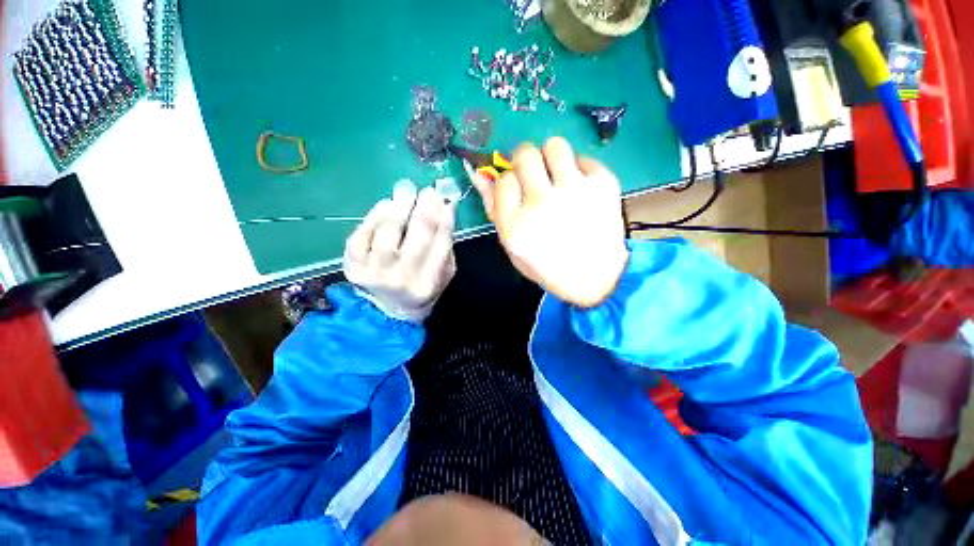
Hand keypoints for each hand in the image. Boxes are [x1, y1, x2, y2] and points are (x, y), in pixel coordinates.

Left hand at [344, 181, 455, 321]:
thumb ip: (445, 245)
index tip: (446, 198)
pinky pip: (361, 235)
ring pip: (387, 233)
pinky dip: (374, 216)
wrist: (389, 310)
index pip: (441, 245)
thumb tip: (445, 208)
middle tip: (427, 190)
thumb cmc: (422, 286)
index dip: (444, 219)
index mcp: (428, 283)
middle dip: (424, 209)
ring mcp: (374, 272)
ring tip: (405, 190)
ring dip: (398, 207)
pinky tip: (386, 205)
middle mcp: (402, 279)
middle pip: (416, 238)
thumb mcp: (444, 273)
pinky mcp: (353, 265)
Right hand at [471, 137, 627, 307]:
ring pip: (554, 145)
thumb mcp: (512, 246)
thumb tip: (480, 174)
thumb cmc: (547, 265)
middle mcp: (542, 203)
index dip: (509, 183)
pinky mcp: (602, 184)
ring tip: (557, 177)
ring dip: (551, 158)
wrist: (595, 277)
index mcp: (516, 224)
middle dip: (525, 162)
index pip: (503, 179)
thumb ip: (495, 209)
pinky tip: (580, 190)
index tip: (518, 192)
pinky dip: (579, 170)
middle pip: (525, 154)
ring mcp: (574, 191)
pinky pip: (583, 158)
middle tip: (535, 178)